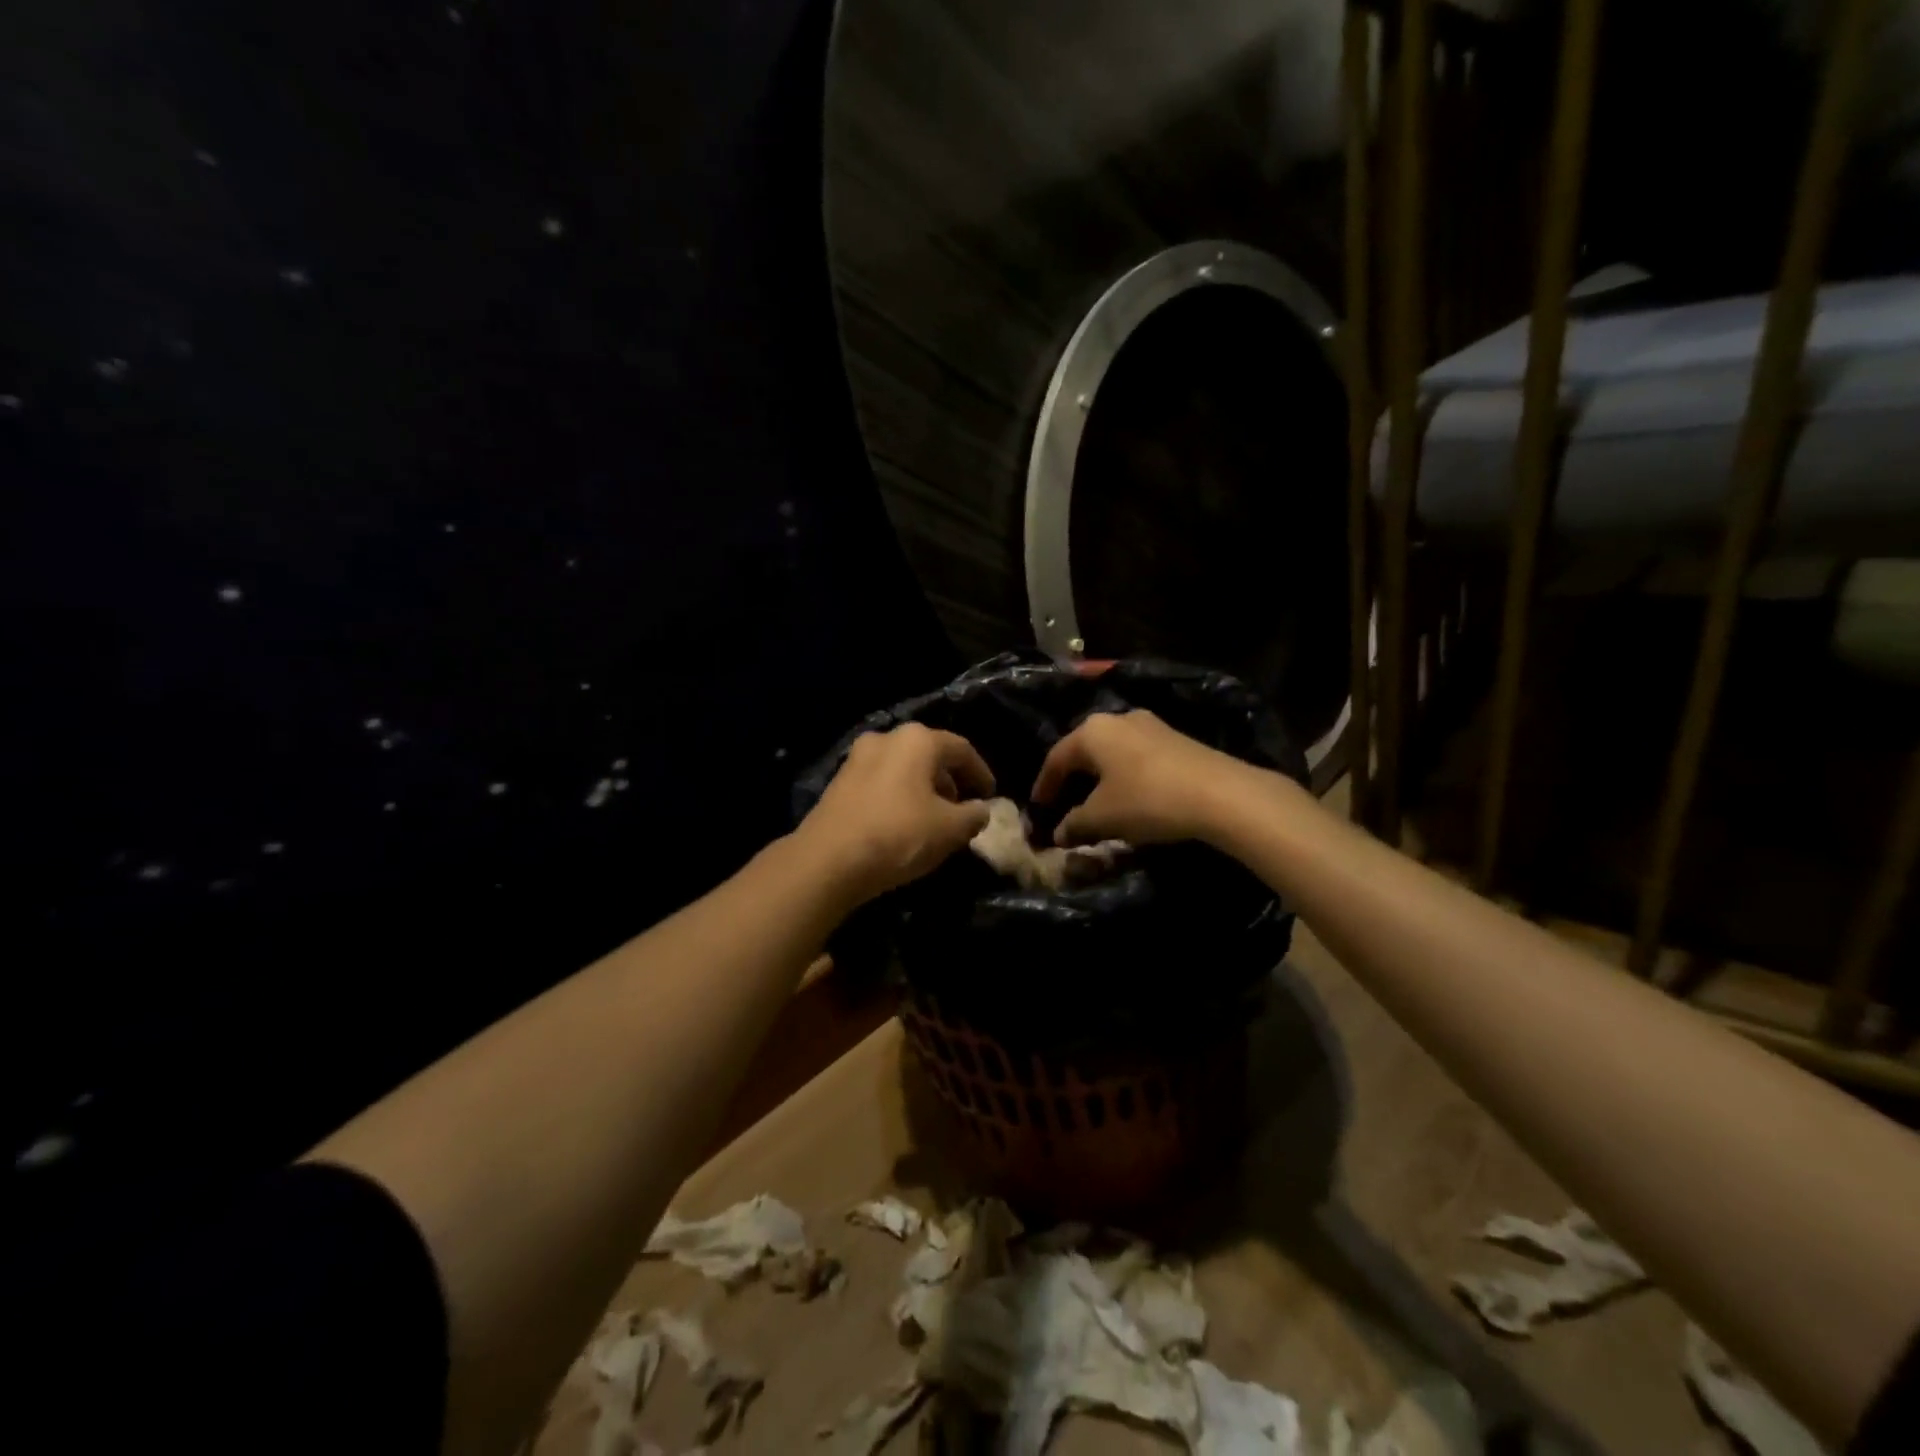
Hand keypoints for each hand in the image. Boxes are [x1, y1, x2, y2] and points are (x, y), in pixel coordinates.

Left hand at [794, 723, 995, 904]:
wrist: (828, 860)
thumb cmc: (898, 835)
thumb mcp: (950, 829)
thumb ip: (974, 815)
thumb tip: (981, 809)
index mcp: (917, 740)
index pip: (961, 749)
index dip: (981, 773)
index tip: (991, 796)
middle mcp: (886, 738)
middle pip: (930, 755)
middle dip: (950, 781)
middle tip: (963, 809)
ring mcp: (857, 758)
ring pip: (903, 768)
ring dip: (924, 789)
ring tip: (935, 820)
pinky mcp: (839, 782)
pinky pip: (881, 782)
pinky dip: (899, 796)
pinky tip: (904, 824)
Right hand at [1030, 710, 1266, 846]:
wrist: (1222, 794)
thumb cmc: (1148, 799)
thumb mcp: (1102, 818)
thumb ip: (1074, 824)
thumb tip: (1058, 834)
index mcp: (1092, 731)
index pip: (1056, 758)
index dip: (1043, 786)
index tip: (1037, 810)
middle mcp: (1119, 719)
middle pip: (1084, 751)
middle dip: (1071, 780)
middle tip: (1063, 805)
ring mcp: (1151, 726)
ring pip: (1113, 753)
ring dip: (1100, 779)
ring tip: (1096, 804)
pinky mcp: (1177, 740)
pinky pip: (1137, 758)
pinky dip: (1125, 778)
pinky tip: (1130, 799)